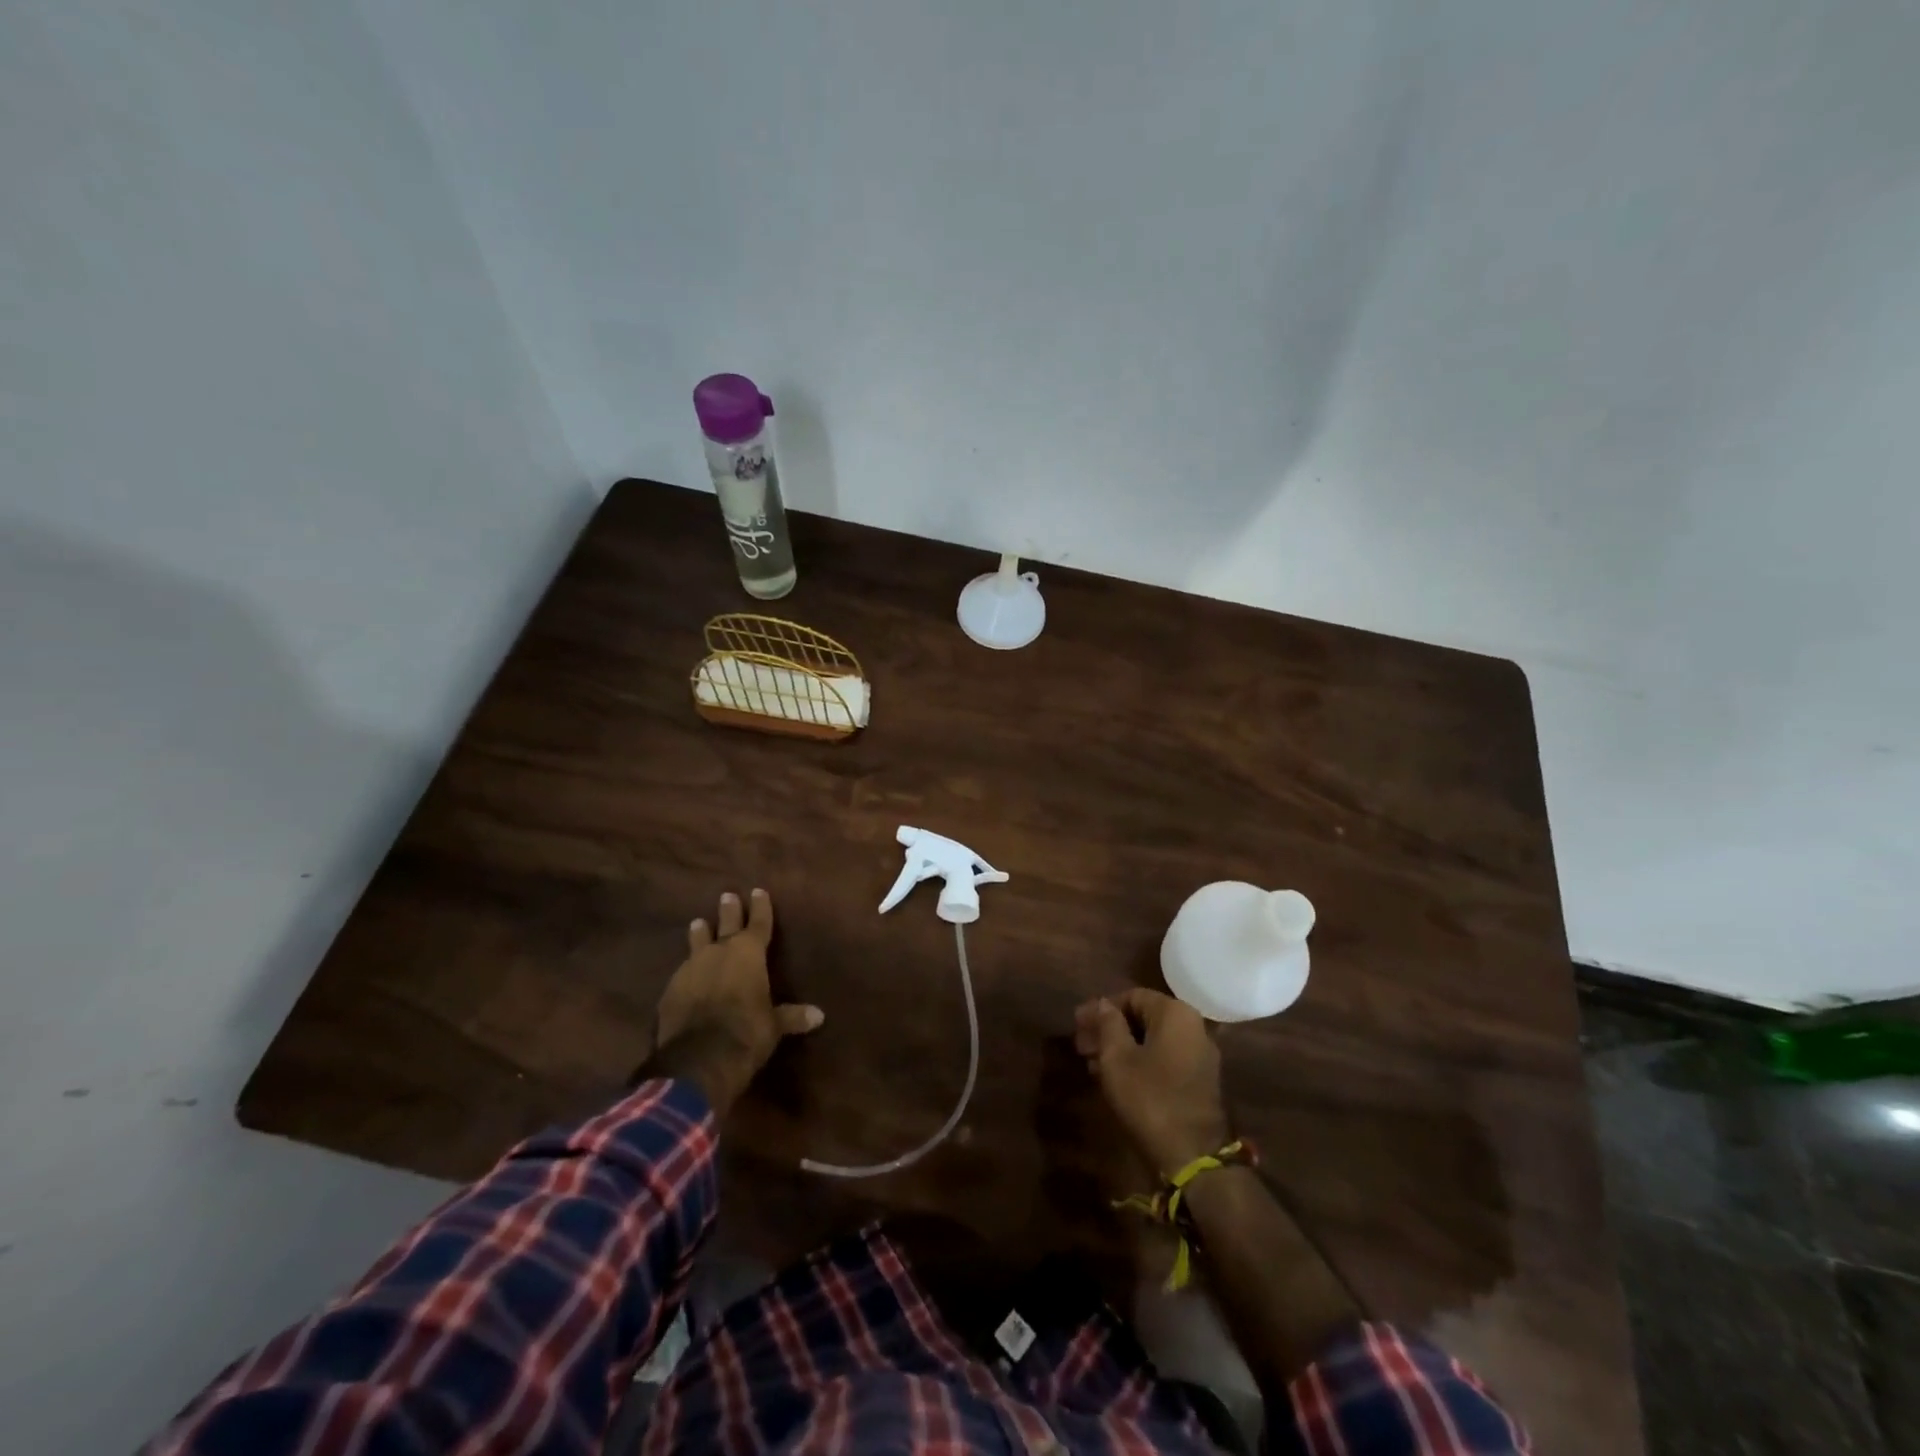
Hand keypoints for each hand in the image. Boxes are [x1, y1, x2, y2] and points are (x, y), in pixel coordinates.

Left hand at [650, 889, 823, 1111]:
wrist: (698, 1060)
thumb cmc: (747, 1033)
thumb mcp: (774, 1026)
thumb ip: (792, 1016)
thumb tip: (819, 1016)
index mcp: (749, 954)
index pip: (758, 923)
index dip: (760, 907)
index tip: (758, 891)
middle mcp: (719, 953)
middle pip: (726, 924)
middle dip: (729, 910)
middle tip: (727, 895)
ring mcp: (691, 969)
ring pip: (697, 942)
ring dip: (700, 933)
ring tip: (698, 922)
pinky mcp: (670, 989)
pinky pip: (682, 971)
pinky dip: (688, 968)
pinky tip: (686, 972)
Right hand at [1074, 988, 1228, 1176]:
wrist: (1193, 1157)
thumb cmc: (1149, 1098)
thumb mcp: (1117, 1058)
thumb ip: (1108, 1024)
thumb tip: (1104, 1004)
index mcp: (1175, 1014)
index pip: (1132, 996)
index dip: (1101, 1008)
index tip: (1077, 1023)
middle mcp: (1193, 1027)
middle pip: (1143, 1018)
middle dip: (1109, 1029)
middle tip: (1080, 1044)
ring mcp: (1199, 1055)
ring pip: (1152, 1040)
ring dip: (1120, 1047)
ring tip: (1091, 1064)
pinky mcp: (1199, 1081)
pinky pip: (1163, 1059)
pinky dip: (1139, 1062)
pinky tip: (1114, 1078)